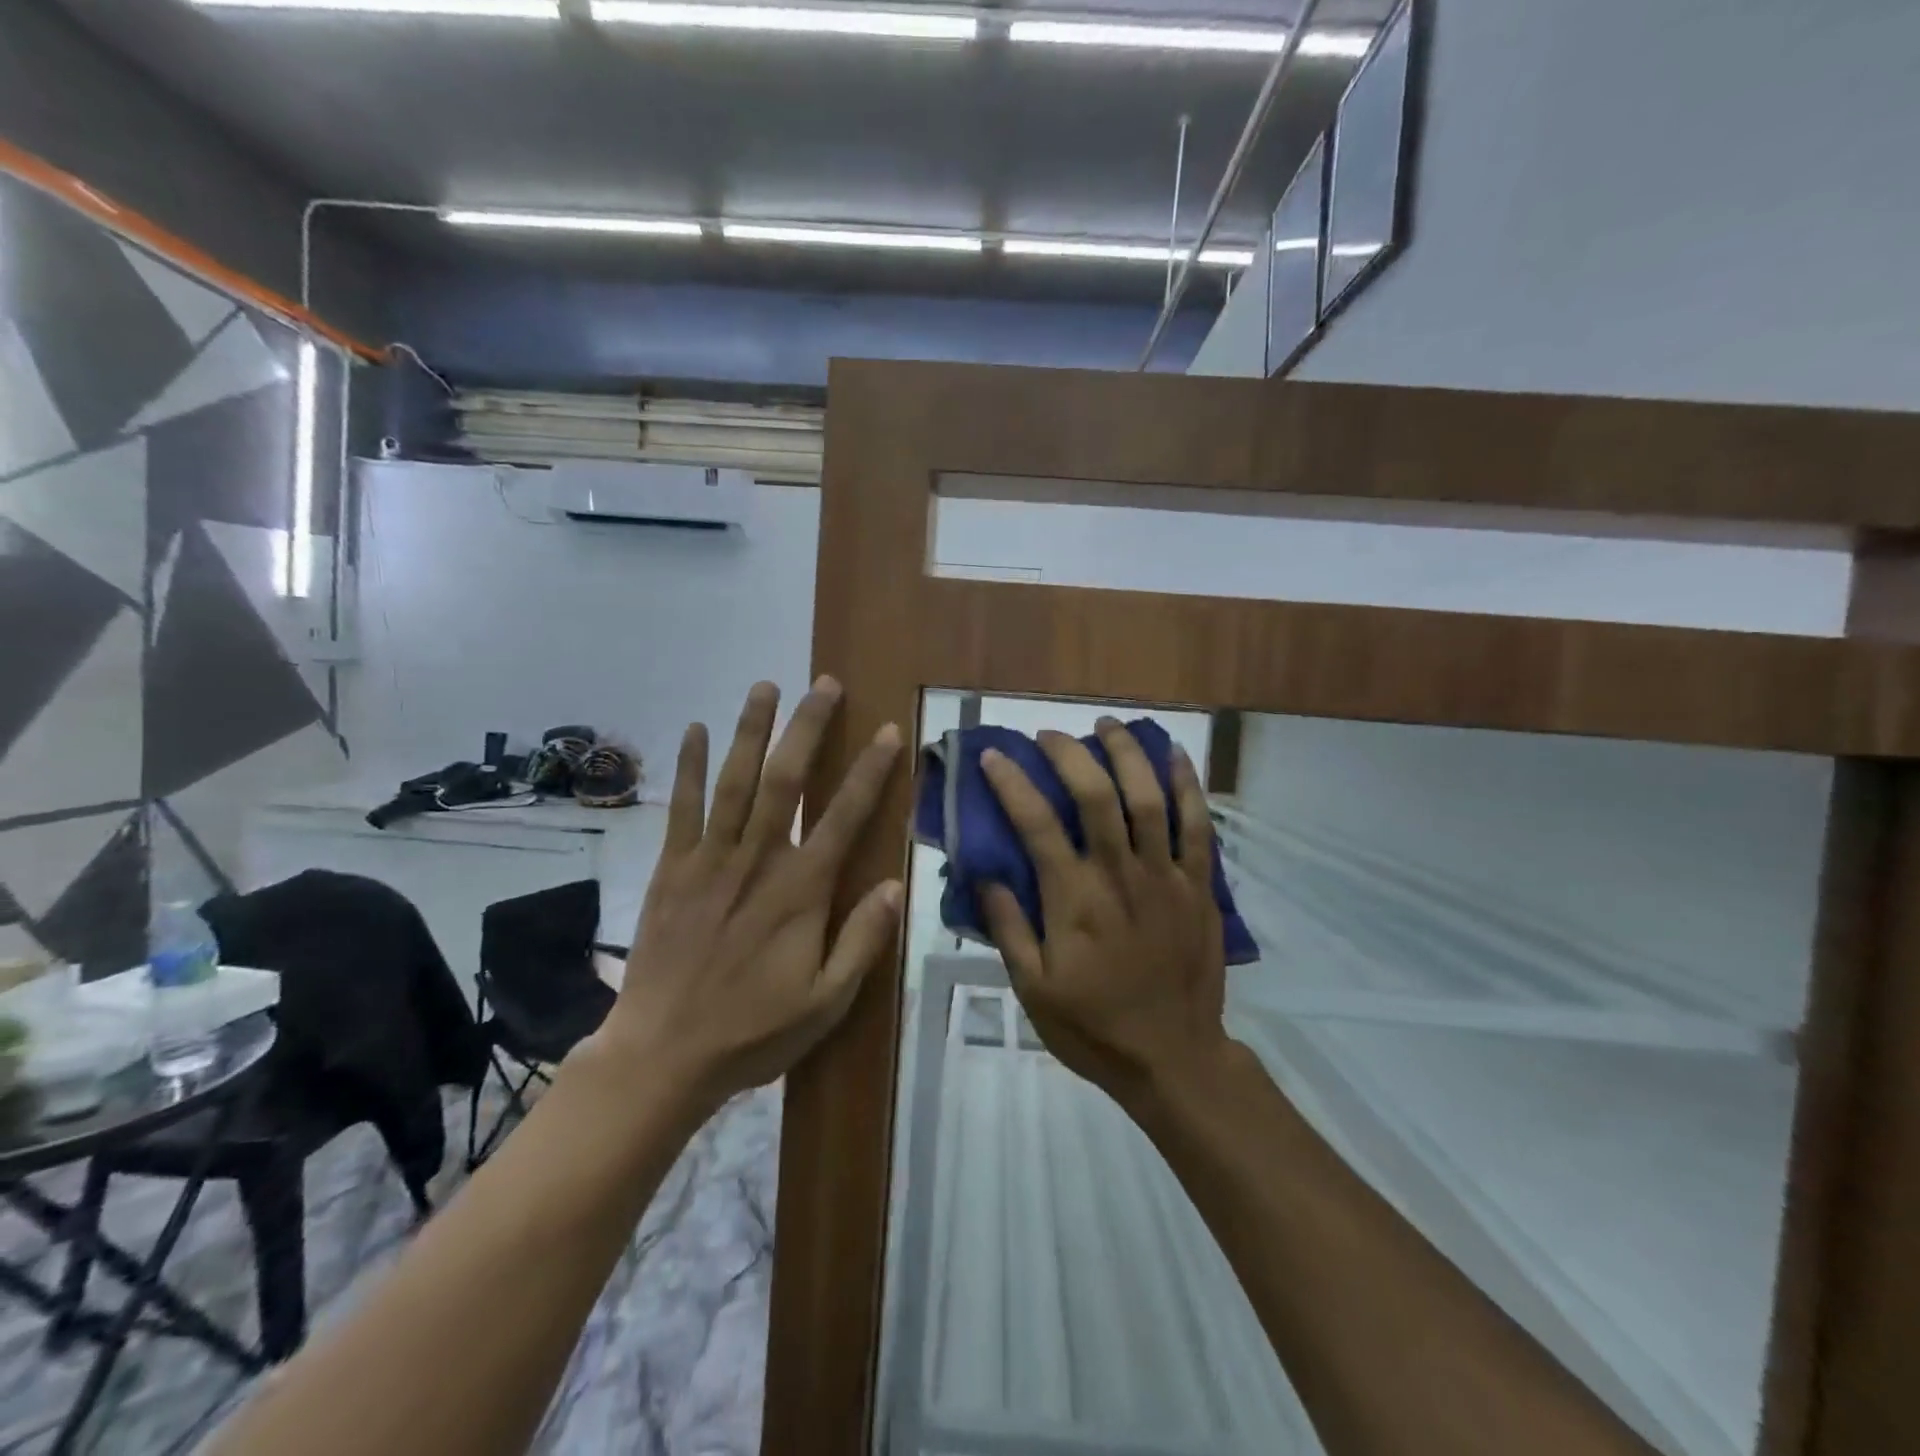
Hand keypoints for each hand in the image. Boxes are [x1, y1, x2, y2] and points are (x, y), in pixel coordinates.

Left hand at [593, 678, 903, 1115]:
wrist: (662, 1055)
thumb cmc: (753, 1030)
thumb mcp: (826, 1001)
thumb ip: (862, 941)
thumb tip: (896, 885)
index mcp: (801, 891)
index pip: (845, 817)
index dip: (870, 772)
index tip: (887, 732)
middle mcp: (757, 860)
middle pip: (785, 780)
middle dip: (808, 728)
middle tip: (824, 684)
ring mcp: (708, 860)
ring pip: (734, 781)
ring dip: (750, 730)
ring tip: (765, 686)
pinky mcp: (670, 869)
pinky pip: (681, 808)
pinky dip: (688, 766)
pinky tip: (694, 729)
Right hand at [978, 717, 1229, 1103]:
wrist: (1172, 1058)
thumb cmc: (1094, 1026)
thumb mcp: (1032, 988)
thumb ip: (1009, 927)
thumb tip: (985, 874)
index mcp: (1074, 899)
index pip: (1036, 823)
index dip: (1012, 783)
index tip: (994, 756)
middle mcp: (1119, 874)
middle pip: (1096, 795)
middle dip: (1069, 754)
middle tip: (1048, 736)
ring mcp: (1165, 876)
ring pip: (1149, 798)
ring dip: (1126, 754)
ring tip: (1106, 726)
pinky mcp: (1198, 885)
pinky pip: (1197, 825)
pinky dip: (1186, 785)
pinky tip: (1174, 755)